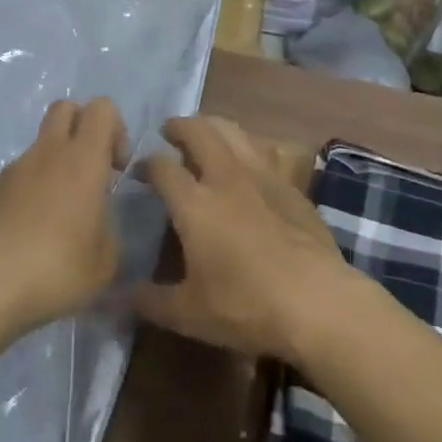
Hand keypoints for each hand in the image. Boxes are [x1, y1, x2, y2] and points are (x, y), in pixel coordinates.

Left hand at [0, 99, 128, 334]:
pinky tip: (25, 238)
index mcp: (82, 160)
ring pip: (39, 148)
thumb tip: (98, 225)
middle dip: (81, 127)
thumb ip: (109, 232)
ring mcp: (11, 171)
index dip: (115, 129)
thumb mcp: (105, 262)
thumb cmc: (55, 268)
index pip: (101, 108)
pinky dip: (26, 195)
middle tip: (88, 173)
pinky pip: (14, 180)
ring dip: (53, 168)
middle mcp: (46, 154)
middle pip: (65, 108)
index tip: (115, 169)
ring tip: (55, 220)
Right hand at [134, 118, 353, 360]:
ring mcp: (264, 177)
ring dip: (214, 127)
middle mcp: (226, 177)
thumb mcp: (188, 314)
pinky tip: (247, 168)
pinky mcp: (292, 186)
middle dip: (179, 126)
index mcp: (195, 203)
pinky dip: (246, 150)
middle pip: (199, 131)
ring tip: (206, 137)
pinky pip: (263, 153)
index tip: (140, 171)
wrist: (317, 302)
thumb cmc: (246, 307)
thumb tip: (124, 296)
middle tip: (169, 132)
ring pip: (234, 131)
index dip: (147, 164)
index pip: (162, 167)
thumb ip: (151, 301)